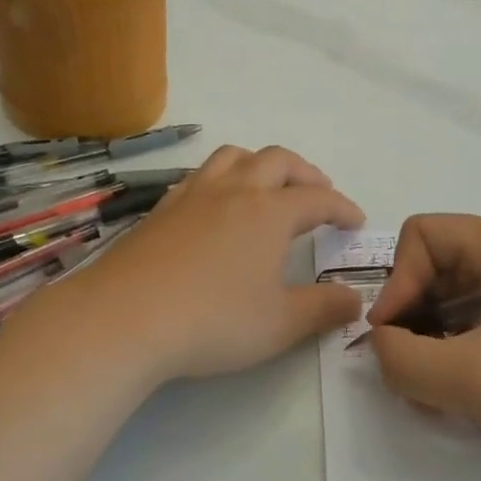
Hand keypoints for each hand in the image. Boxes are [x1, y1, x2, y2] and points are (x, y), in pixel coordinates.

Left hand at [47, 145, 364, 388]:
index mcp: (269, 213)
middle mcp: (234, 191)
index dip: (342, 207)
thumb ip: (323, 309)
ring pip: (234, 156)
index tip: (356, 220)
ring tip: (268, 186)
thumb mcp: (280, 324)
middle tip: (317, 193)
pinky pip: (200, 175)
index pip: (318, 199)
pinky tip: (216, 204)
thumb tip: (355, 300)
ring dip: (261, 163)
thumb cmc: (213, 321)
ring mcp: (193, 194)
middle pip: (278, 160)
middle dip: (305, 173)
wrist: (124, 317)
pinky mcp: (162, 208)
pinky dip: (222, 178)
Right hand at [366, 215, 480, 461]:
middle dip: (411, 320)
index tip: (396, 335)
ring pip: (446, 302)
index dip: (398, 282)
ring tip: (438, 392)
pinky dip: (454, 354)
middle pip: (430, 270)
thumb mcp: (467, 375)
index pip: (420, 236)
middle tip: (412, 372)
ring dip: (429, 344)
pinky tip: (463, 393)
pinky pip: (469, 324)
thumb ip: (401, 358)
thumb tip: (381, 344)